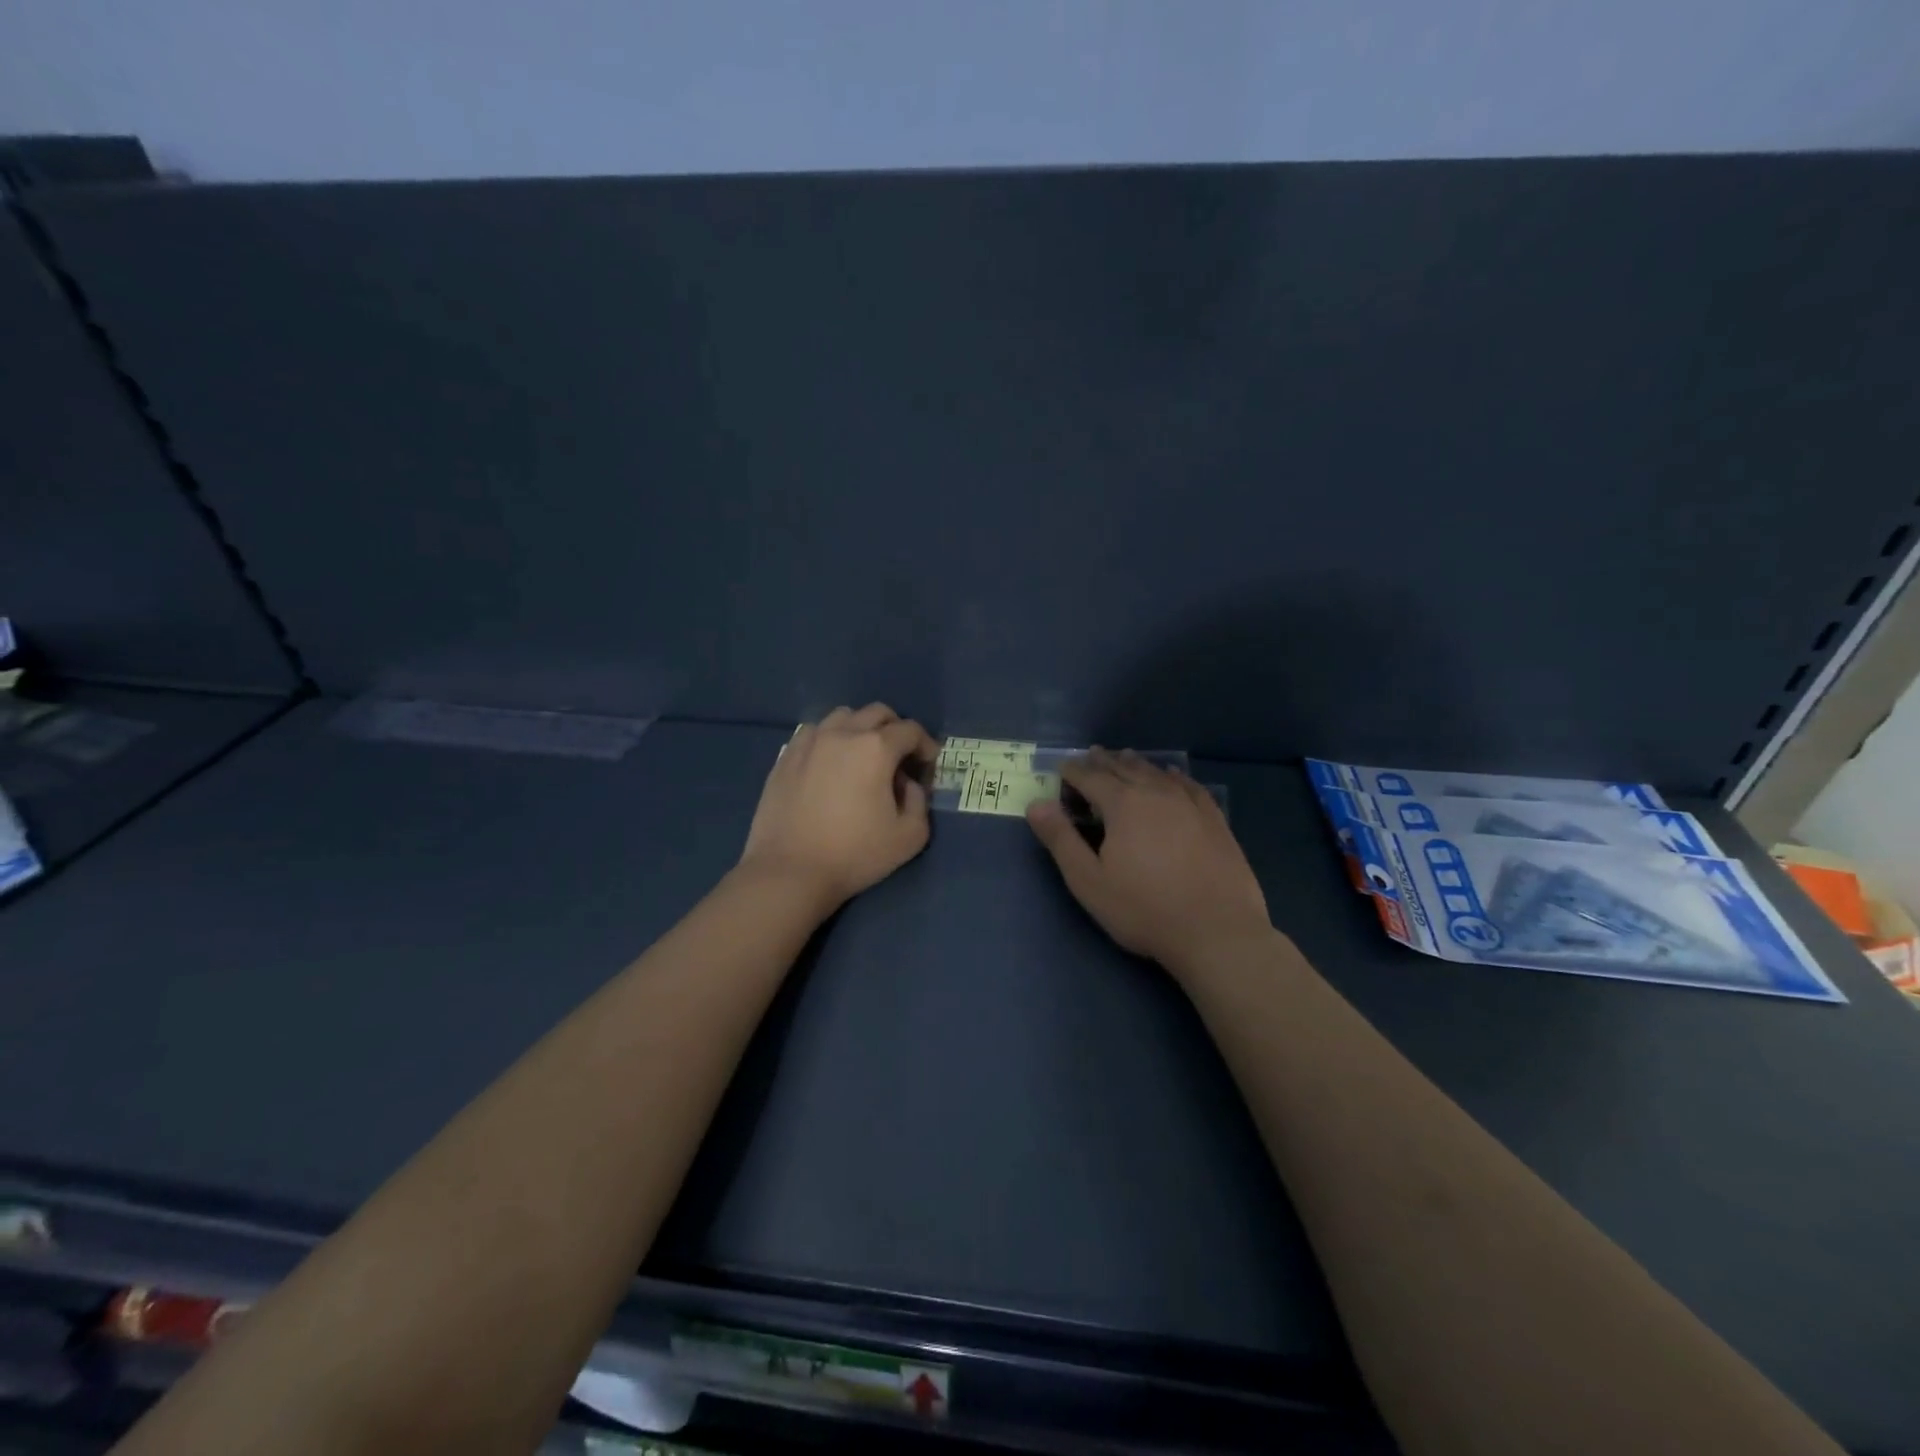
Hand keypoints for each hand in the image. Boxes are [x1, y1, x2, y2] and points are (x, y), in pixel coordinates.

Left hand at [739, 703, 937, 911]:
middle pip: (877, 712)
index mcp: (876, 748)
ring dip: (860, 728)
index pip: (910, 730)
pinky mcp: (785, 756)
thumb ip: (919, 802)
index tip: (928, 764)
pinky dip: (830, 739)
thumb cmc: (855, 855)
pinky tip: (829, 763)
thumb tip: (907, 784)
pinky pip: (813, 732)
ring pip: (843, 716)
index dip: (925, 744)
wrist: (790, 871)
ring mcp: (810, 742)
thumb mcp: (909, 837)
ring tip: (862, 756)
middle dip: (895, 729)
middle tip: (899, 757)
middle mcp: (843, 733)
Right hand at [1027, 749, 1270, 973]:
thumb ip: (1060, 839)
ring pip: (1156, 773)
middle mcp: (1156, 793)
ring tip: (1124, 757)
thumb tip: (1036, 803)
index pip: (1090, 777)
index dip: (1072, 770)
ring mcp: (1190, 804)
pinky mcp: (1214, 820)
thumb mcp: (1088, 881)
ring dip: (1136, 763)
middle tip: (1090, 754)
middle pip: (1124, 768)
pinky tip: (1172, 775)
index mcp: (1123, 804)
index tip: (1061, 767)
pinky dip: (1174, 775)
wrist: (1217, 932)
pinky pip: (1189, 785)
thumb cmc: (1144, 910)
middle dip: (1103, 761)